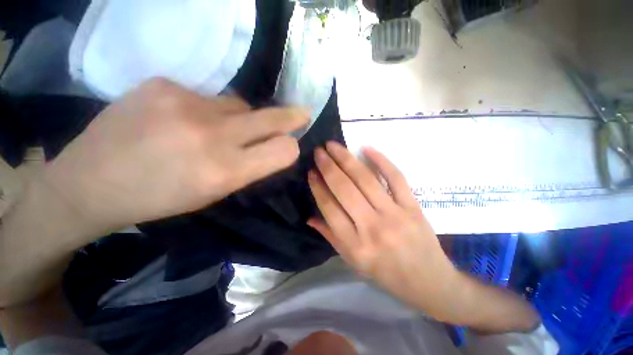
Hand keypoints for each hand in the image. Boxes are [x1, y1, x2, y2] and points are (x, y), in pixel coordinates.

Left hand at [43, 78, 308, 232]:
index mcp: (225, 171)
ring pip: (239, 104)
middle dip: (292, 117)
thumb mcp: (214, 192)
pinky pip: (206, 96)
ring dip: (239, 117)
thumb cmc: (160, 198)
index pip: (283, 150)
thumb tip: (272, 145)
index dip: (291, 146)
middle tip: (303, 113)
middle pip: (271, 118)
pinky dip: (206, 109)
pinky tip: (182, 119)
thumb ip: (248, 166)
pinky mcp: (163, 84)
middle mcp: (212, 135)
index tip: (294, 141)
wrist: (91, 182)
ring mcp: (185, 104)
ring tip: (214, 128)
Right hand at [307, 142, 457, 319]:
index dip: (318, 187)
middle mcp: (372, 228)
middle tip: (318, 151)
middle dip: (328, 167)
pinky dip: (381, 160)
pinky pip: (396, 178)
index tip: (311, 172)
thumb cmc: (386, 274)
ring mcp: (395, 215)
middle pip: (345, 190)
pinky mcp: (413, 206)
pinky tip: (366, 148)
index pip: (330, 208)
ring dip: (347, 159)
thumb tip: (309, 217)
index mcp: (355, 246)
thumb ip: (330, 236)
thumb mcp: (353, 261)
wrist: (429, 281)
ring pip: (366, 180)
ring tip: (333, 146)